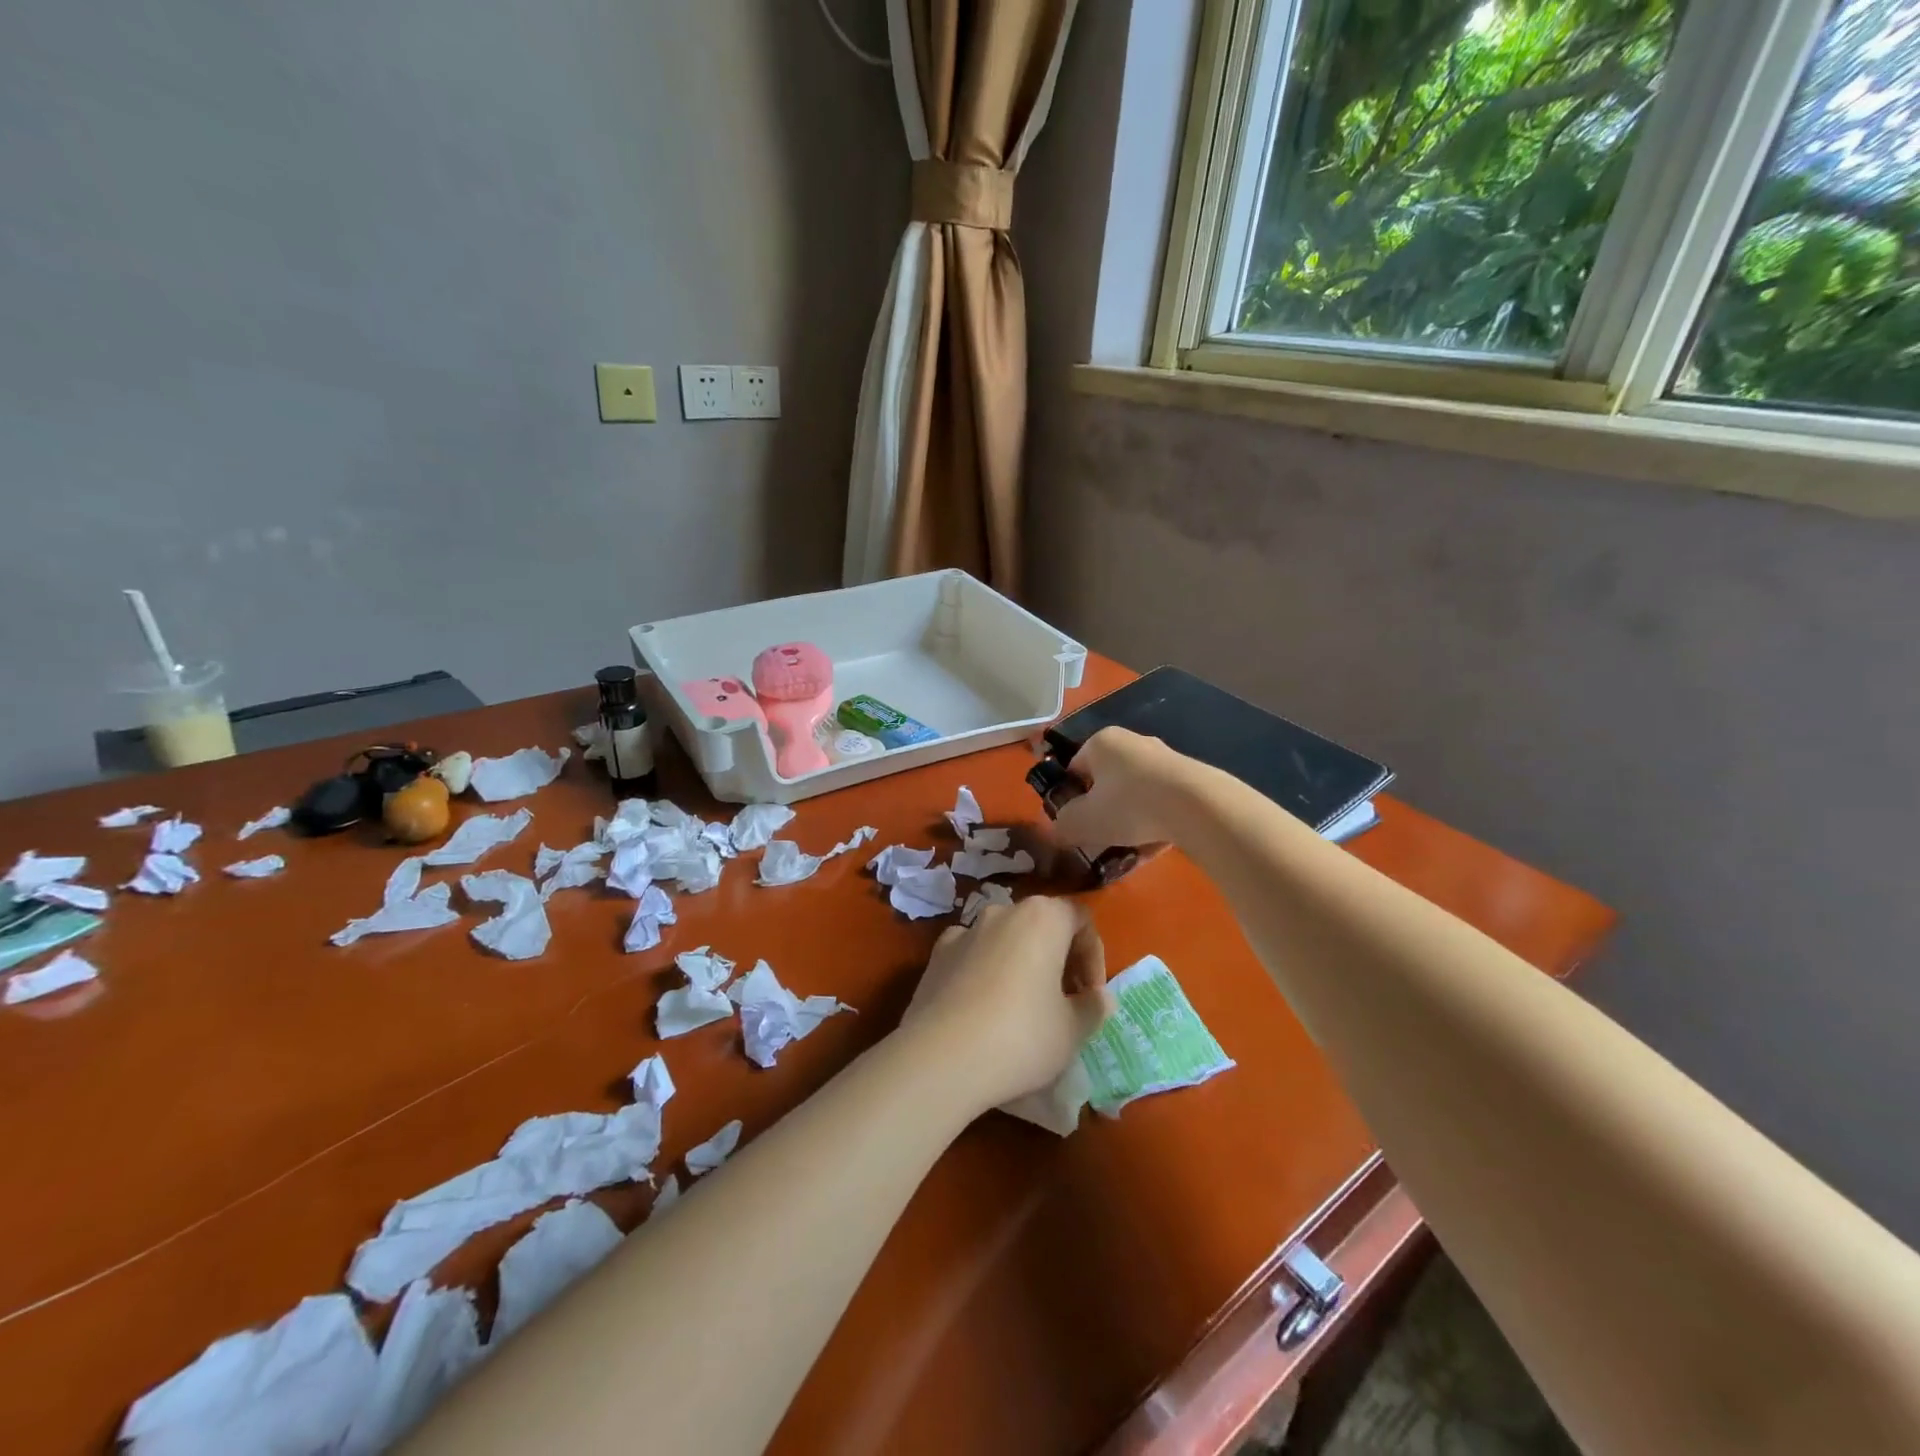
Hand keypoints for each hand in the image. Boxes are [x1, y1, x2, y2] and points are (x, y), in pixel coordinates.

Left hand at [901, 897, 1114, 1113]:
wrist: (941, 1058)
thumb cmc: (1021, 1037)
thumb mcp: (1072, 1031)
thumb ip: (1093, 1008)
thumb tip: (1099, 998)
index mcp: (1042, 918)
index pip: (1080, 919)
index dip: (1093, 955)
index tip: (1091, 995)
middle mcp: (1002, 912)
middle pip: (1041, 924)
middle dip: (1058, 957)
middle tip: (1065, 1000)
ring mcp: (964, 931)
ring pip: (1004, 938)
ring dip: (1021, 962)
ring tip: (1025, 1005)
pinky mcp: (936, 956)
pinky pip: (971, 954)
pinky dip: (984, 971)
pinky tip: (984, 1006)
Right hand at [1048, 727, 1189, 857]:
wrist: (1198, 806)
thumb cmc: (1128, 806)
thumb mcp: (1081, 822)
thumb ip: (1063, 824)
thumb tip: (1059, 828)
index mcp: (1101, 742)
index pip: (1074, 768)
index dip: (1070, 798)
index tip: (1074, 824)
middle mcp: (1132, 742)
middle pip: (1107, 781)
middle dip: (1102, 810)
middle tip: (1100, 838)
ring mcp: (1165, 758)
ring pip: (1136, 794)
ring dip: (1130, 819)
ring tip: (1129, 848)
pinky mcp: (1191, 778)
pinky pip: (1162, 802)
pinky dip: (1155, 822)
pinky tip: (1155, 847)